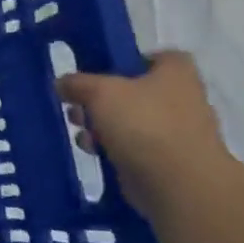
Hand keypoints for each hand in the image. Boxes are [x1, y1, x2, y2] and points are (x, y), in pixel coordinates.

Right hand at [57, 51, 230, 219]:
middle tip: (77, 104)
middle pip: (134, 91)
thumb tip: (63, 84)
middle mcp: (181, 100)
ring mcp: (175, 133)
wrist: (179, 185)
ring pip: (129, 120)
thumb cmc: (144, 124)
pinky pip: (132, 147)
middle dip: (102, 98)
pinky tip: (93, 151)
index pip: (157, 57)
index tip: (101, 70)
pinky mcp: (165, 161)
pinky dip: (112, 148)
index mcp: (175, 74)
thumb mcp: (99, 92)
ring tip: (80, 131)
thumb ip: (77, 83)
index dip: (129, 59)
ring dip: (101, 124)